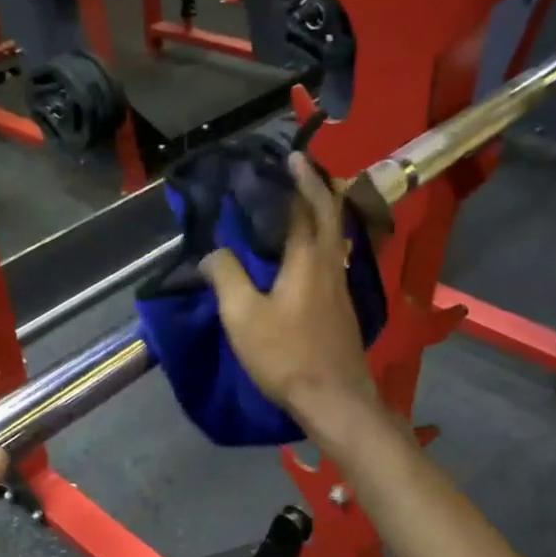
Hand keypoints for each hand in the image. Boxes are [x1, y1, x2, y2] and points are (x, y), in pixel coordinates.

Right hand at [200, 152, 378, 429]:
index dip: (296, 179)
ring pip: (335, 236)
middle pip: (330, 213)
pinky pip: (331, 258)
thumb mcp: (243, 316)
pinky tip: (304, 251)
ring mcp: (341, 286)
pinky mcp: (342, 307)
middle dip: (317, 185)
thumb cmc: (286, 355)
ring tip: (299, 201)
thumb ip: (226, 276)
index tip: (286, 157)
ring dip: (321, 211)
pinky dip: (319, 239)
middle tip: (300, 167)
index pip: (304, 205)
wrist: (334, 398)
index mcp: (307, 258)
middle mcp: (330, 263)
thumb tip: (213, 252)